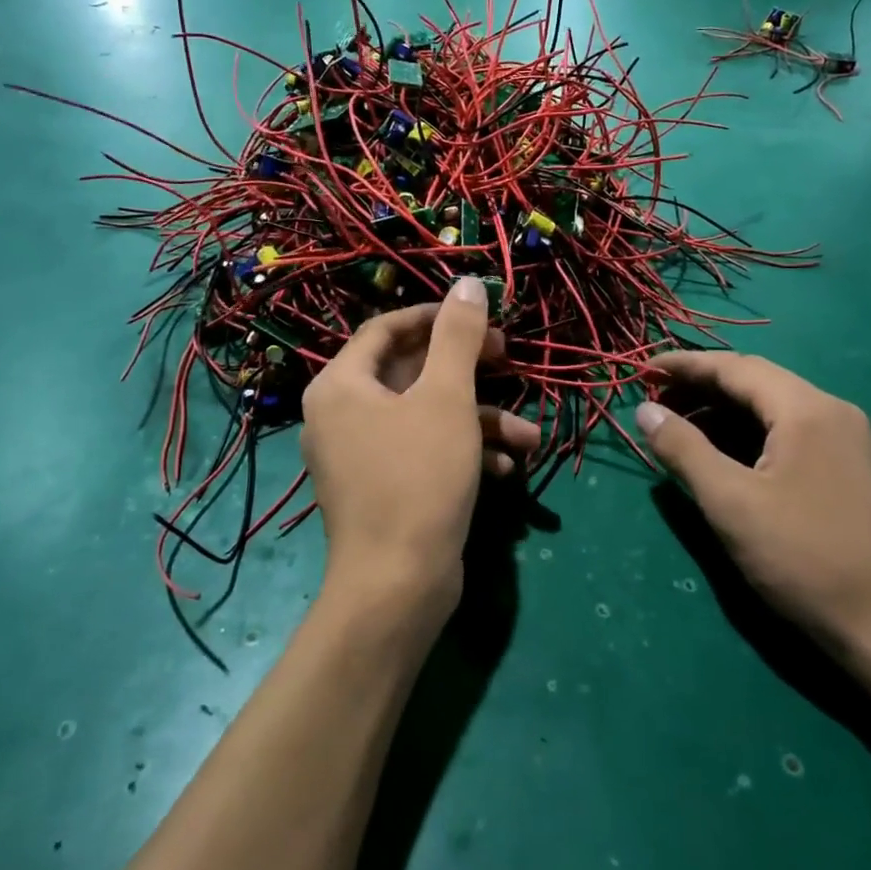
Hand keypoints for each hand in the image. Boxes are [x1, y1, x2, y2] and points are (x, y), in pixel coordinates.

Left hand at [301, 278, 539, 615]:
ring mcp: (360, 455)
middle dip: (468, 371)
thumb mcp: (447, 397)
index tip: (480, 318)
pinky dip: (463, 451)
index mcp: (342, 385)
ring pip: (425, 416)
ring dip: (479, 419)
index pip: (386, 328)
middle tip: (509, 361)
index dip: (435, 317)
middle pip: (409, 371)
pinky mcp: (382, 488)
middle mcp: (342, 415)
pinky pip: (423, 451)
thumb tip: (467, 283)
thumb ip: (458, 336)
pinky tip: (505, 466)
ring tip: (529, 434)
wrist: (397, 586)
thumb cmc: (419, 476)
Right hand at [636, 352, 870, 656]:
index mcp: (806, 408)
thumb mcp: (732, 503)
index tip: (641, 372)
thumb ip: (684, 449)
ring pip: (771, 408)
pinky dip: (747, 434)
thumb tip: (645, 411)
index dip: (683, 366)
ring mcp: (844, 440)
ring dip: (722, 412)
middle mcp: (830, 411)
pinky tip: (721, 456)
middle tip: (654, 404)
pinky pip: (787, 432)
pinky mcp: (847, 468)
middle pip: (754, 381)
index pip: (734, 367)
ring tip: (679, 430)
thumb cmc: (805, 558)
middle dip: (700, 387)